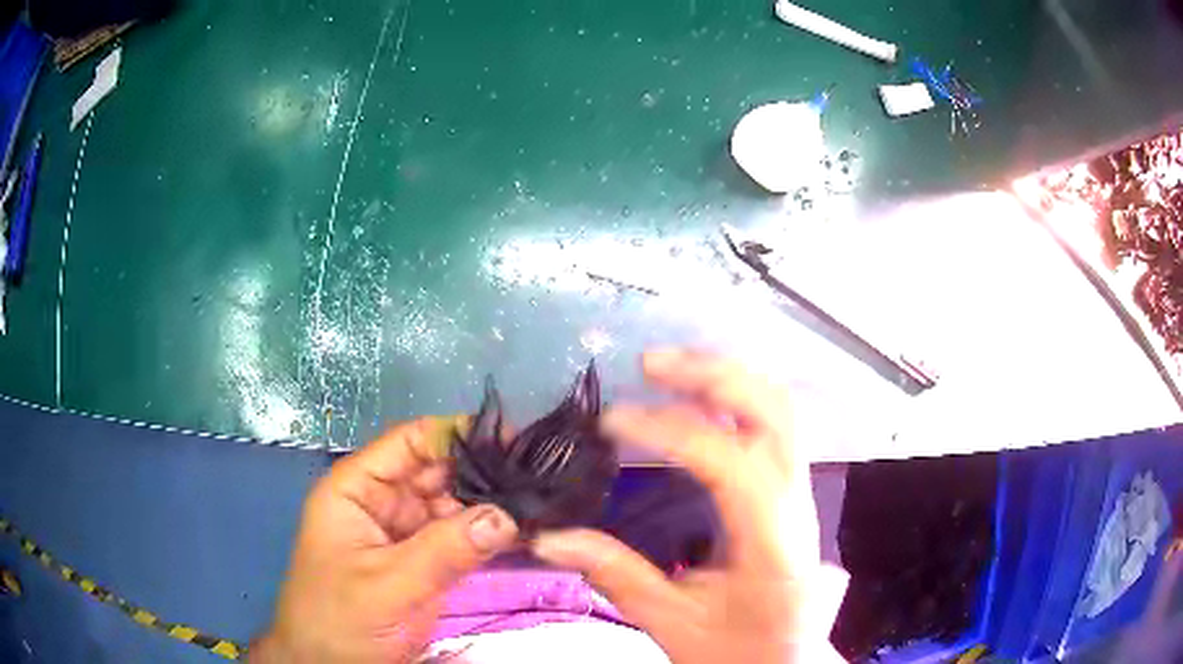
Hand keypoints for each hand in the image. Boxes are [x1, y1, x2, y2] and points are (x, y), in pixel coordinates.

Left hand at [251, 417, 518, 662]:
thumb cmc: (340, 620)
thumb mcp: (387, 585)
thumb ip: (444, 551)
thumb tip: (506, 515)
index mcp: (357, 489)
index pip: (409, 443)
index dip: (457, 434)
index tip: (512, 437)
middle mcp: (383, 502)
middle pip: (437, 470)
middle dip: (484, 469)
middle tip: (540, 473)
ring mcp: (406, 533)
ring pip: (455, 503)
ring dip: (493, 502)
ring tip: (541, 498)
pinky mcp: (425, 561)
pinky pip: (462, 536)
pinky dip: (490, 533)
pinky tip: (527, 530)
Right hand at [531, 349, 842, 663]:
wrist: (789, 660)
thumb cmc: (736, 649)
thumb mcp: (673, 623)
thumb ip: (615, 576)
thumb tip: (547, 538)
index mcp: (770, 541)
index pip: (728, 462)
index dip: (668, 431)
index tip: (611, 423)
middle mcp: (795, 503)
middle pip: (772, 411)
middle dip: (711, 376)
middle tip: (649, 364)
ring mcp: (800, 491)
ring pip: (780, 408)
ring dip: (727, 377)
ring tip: (670, 367)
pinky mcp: (792, 490)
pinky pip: (774, 423)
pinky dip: (737, 396)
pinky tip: (700, 394)